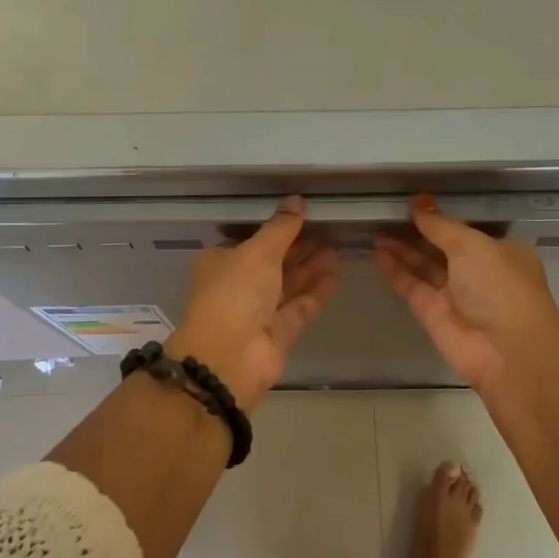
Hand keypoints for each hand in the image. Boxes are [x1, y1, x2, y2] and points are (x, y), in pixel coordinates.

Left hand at [166, 197, 337, 407]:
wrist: (229, 357)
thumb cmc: (235, 294)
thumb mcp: (257, 251)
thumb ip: (281, 228)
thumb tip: (297, 200)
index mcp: (222, 262)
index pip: (251, 241)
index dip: (276, 229)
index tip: (303, 217)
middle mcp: (238, 285)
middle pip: (273, 262)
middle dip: (299, 248)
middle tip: (328, 231)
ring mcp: (258, 311)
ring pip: (288, 284)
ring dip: (310, 268)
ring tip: (336, 249)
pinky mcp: (278, 333)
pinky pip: (299, 307)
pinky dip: (315, 293)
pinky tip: (334, 277)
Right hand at [374, 196, 558, 395]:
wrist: (507, 352)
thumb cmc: (500, 286)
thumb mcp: (473, 246)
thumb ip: (441, 226)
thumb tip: (419, 203)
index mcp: (500, 251)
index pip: (466, 230)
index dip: (441, 217)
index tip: (414, 203)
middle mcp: (479, 272)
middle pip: (442, 248)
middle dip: (418, 233)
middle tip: (387, 214)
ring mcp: (455, 294)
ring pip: (425, 266)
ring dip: (402, 249)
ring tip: (375, 231)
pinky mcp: (434, 314)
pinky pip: (412, 286)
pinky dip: (396, 270)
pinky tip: (378, 253)